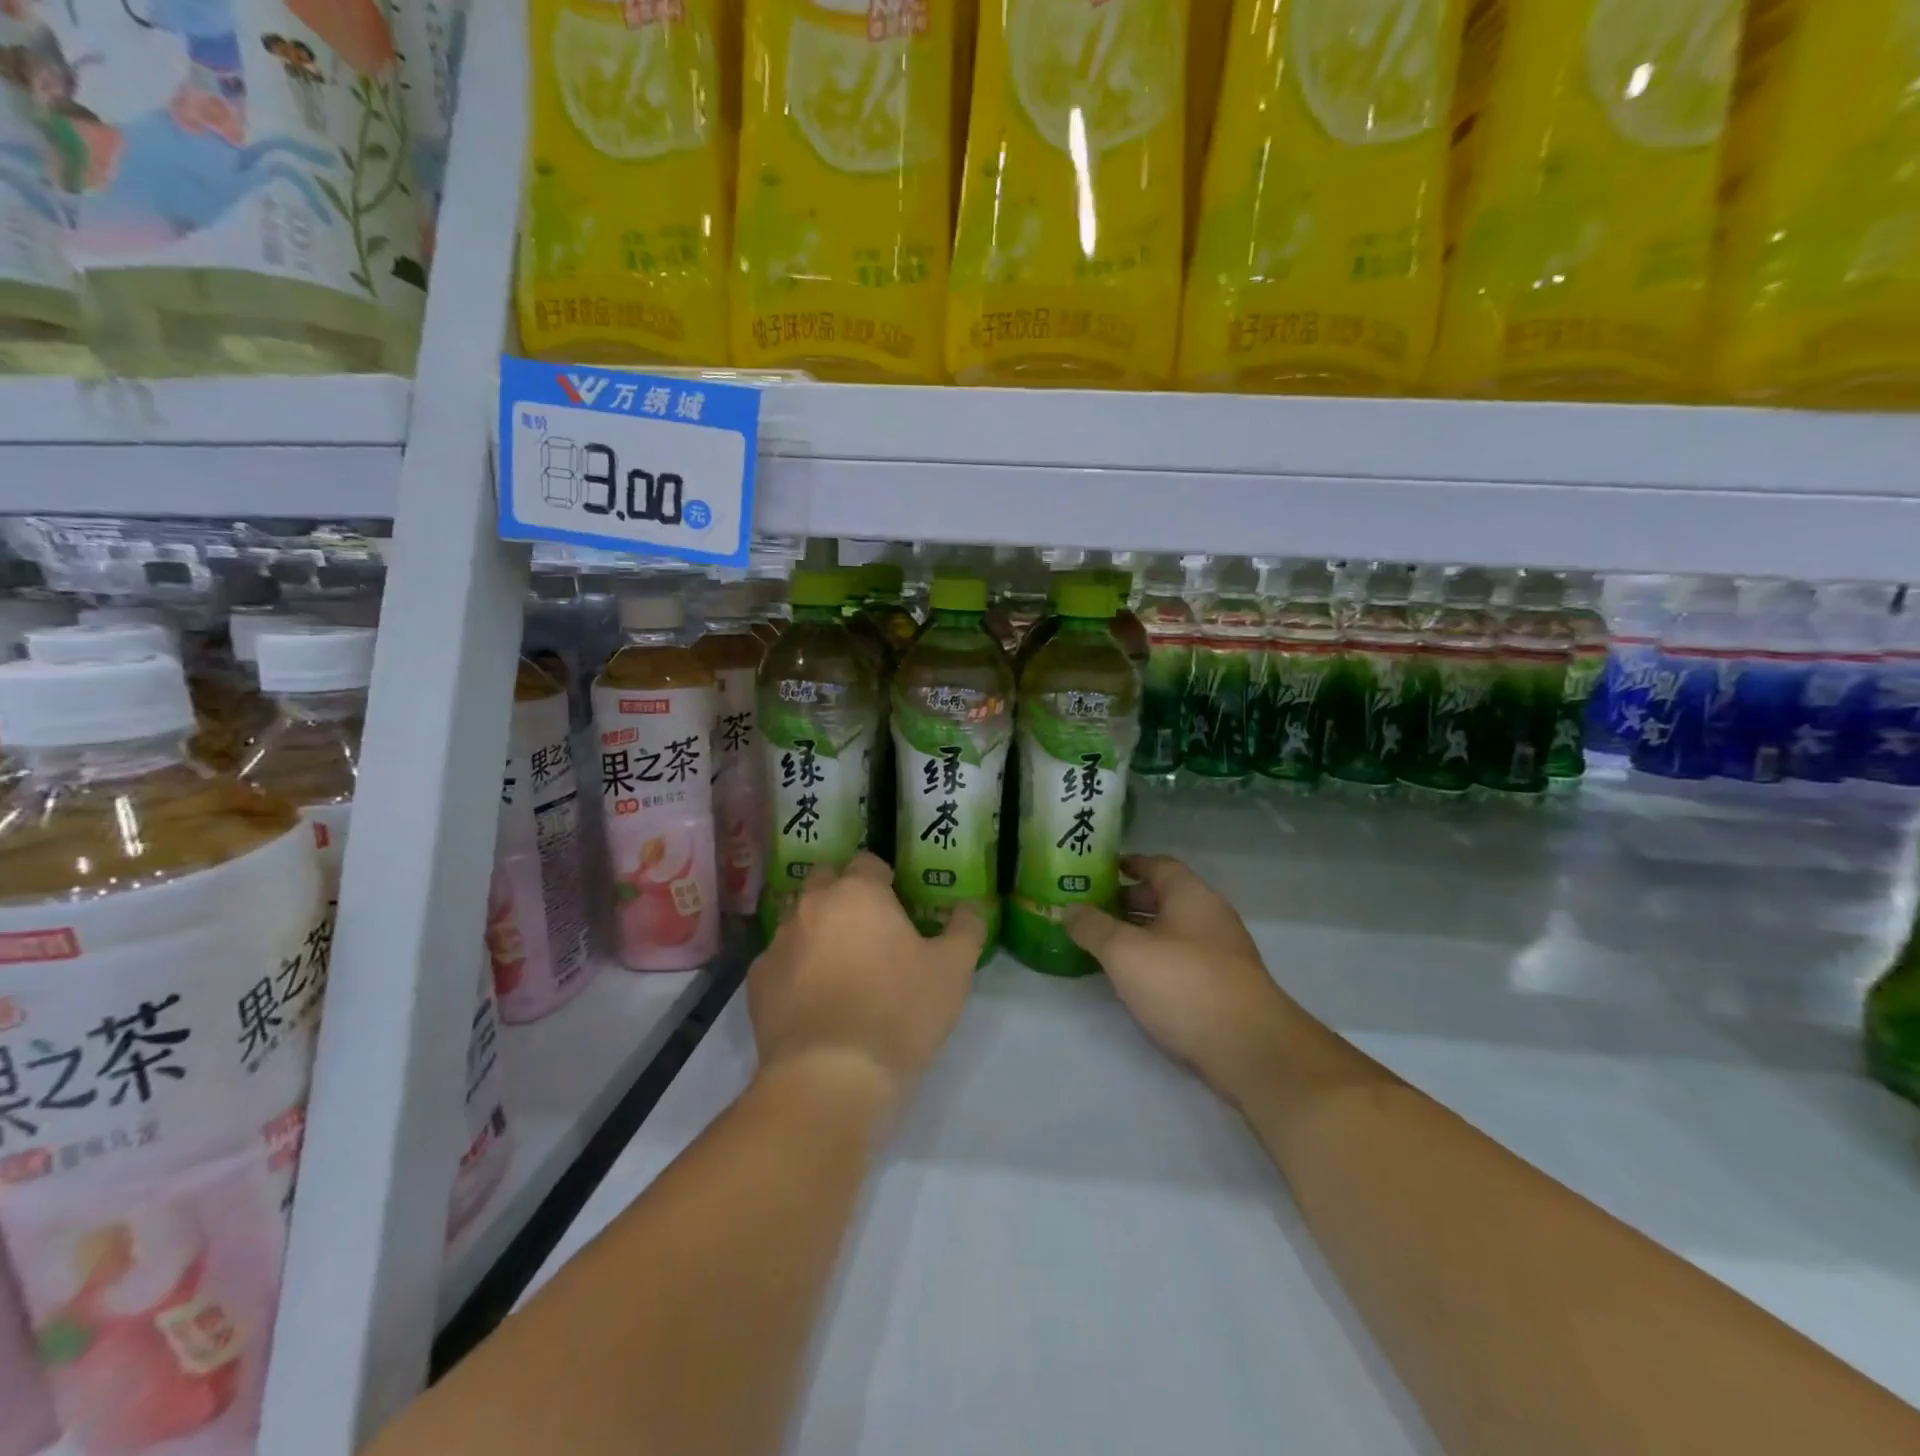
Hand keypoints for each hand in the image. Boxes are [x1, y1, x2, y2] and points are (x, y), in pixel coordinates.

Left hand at [748, 852, 985, 1121]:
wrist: (830, 1078)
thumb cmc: (898, 1011)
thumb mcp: (953, 970)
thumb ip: (966, 928)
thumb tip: (972, 905)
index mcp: (857, 892)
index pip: (867, 863)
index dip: (884, 880)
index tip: (898, 904)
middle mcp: (811, 906)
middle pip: (825, 882)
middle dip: (844, 896)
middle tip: (869, 930)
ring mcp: (778, 944)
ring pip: (799, 921)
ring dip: (818, 931)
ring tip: (841, 968)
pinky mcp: (757, 984)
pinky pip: (780, 962)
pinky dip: (796, 970)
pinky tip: (814, 1001)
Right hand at [1067, 855, 1294, 1109]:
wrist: (1250, 1049)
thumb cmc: (1183, 984)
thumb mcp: (1124, 952)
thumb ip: (1093, 927)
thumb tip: (1069, 909)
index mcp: (1191, 895)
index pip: (1159, 865)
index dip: (1130, 864)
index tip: (1101, 870)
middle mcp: (1211, 916)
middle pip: (1166, 898)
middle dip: (1130, 901)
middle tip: (1094, 910)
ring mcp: (1222, 953)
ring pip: (1174, 931)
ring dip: (1142, 933)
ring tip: (1106, 945)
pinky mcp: (1225, 987)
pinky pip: (1183, 959)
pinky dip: (1157, 959)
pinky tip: (1136, 979)